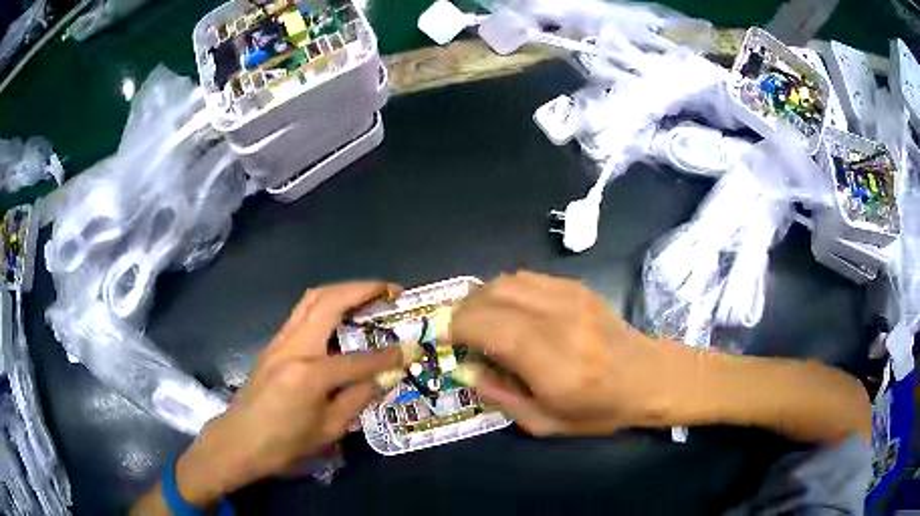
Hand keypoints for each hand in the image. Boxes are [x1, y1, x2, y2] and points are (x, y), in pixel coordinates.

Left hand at [173, 282, 402, 506]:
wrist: (239, 440)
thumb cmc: (284, 443)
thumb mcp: (328, 430)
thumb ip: (357, 399)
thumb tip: (382, 378)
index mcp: (310, 373)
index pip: (359, 359)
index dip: (389, 356)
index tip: (411, 348)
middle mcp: (294, 347)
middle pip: (330, 301)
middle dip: (364, 290)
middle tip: (390, 290)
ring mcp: (280, 341)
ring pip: (312, 298)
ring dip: (343, 290)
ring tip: (368, 294)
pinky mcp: (273, 343)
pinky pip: (302, 312)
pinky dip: (325, 304)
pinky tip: (339, 316)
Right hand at [448, 271, 683, 435]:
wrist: (648, 377)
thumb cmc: (599, 408)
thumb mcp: (545, 423)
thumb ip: (501, 397)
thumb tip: (467, 369)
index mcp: (552, 364)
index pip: (488, 328)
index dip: (456, 328)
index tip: (444, 338)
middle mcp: (559, 321)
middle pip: (492, 295)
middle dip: (463, 311)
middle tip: (457, 331)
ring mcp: (570, 297)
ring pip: (507, 280)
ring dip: (483, 297)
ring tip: (480, 319)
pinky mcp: (577, 287)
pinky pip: (527, 277)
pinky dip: (507, 290)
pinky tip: (509, 310)